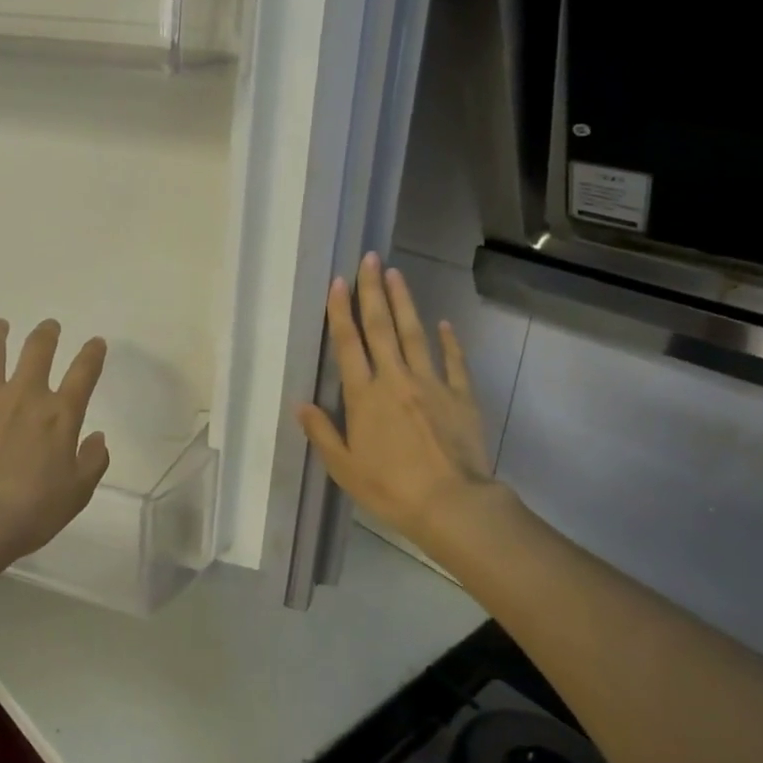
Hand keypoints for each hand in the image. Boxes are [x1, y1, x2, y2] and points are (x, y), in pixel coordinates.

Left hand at [0, 318, 109, 577]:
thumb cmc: (31, 511)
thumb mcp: (77, 493)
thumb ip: (92, 461)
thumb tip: (98, 437)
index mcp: (60, 414)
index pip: (83, 373)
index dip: (92, 354)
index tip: (95, 342)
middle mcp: (24, 394)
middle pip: (38, 349)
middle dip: (47, 334)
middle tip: (49, 327)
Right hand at [297, 253, 497, 555]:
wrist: (450, 504)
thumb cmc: (389, 489)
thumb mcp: (344, 467)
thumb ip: (322, 432)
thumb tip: (301, 404)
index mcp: (364, 396)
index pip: (348, 344)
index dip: (341, 311)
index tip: (338, 282)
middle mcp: (395, 379)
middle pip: (381, 327)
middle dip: (373, 291)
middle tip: (370, 259)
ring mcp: (431, 384)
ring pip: (415, 334)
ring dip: (404, 303)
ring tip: (397, 274)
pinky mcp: (461, 396)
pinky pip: (454, 362)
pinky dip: (449, 341)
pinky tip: (444, 323)